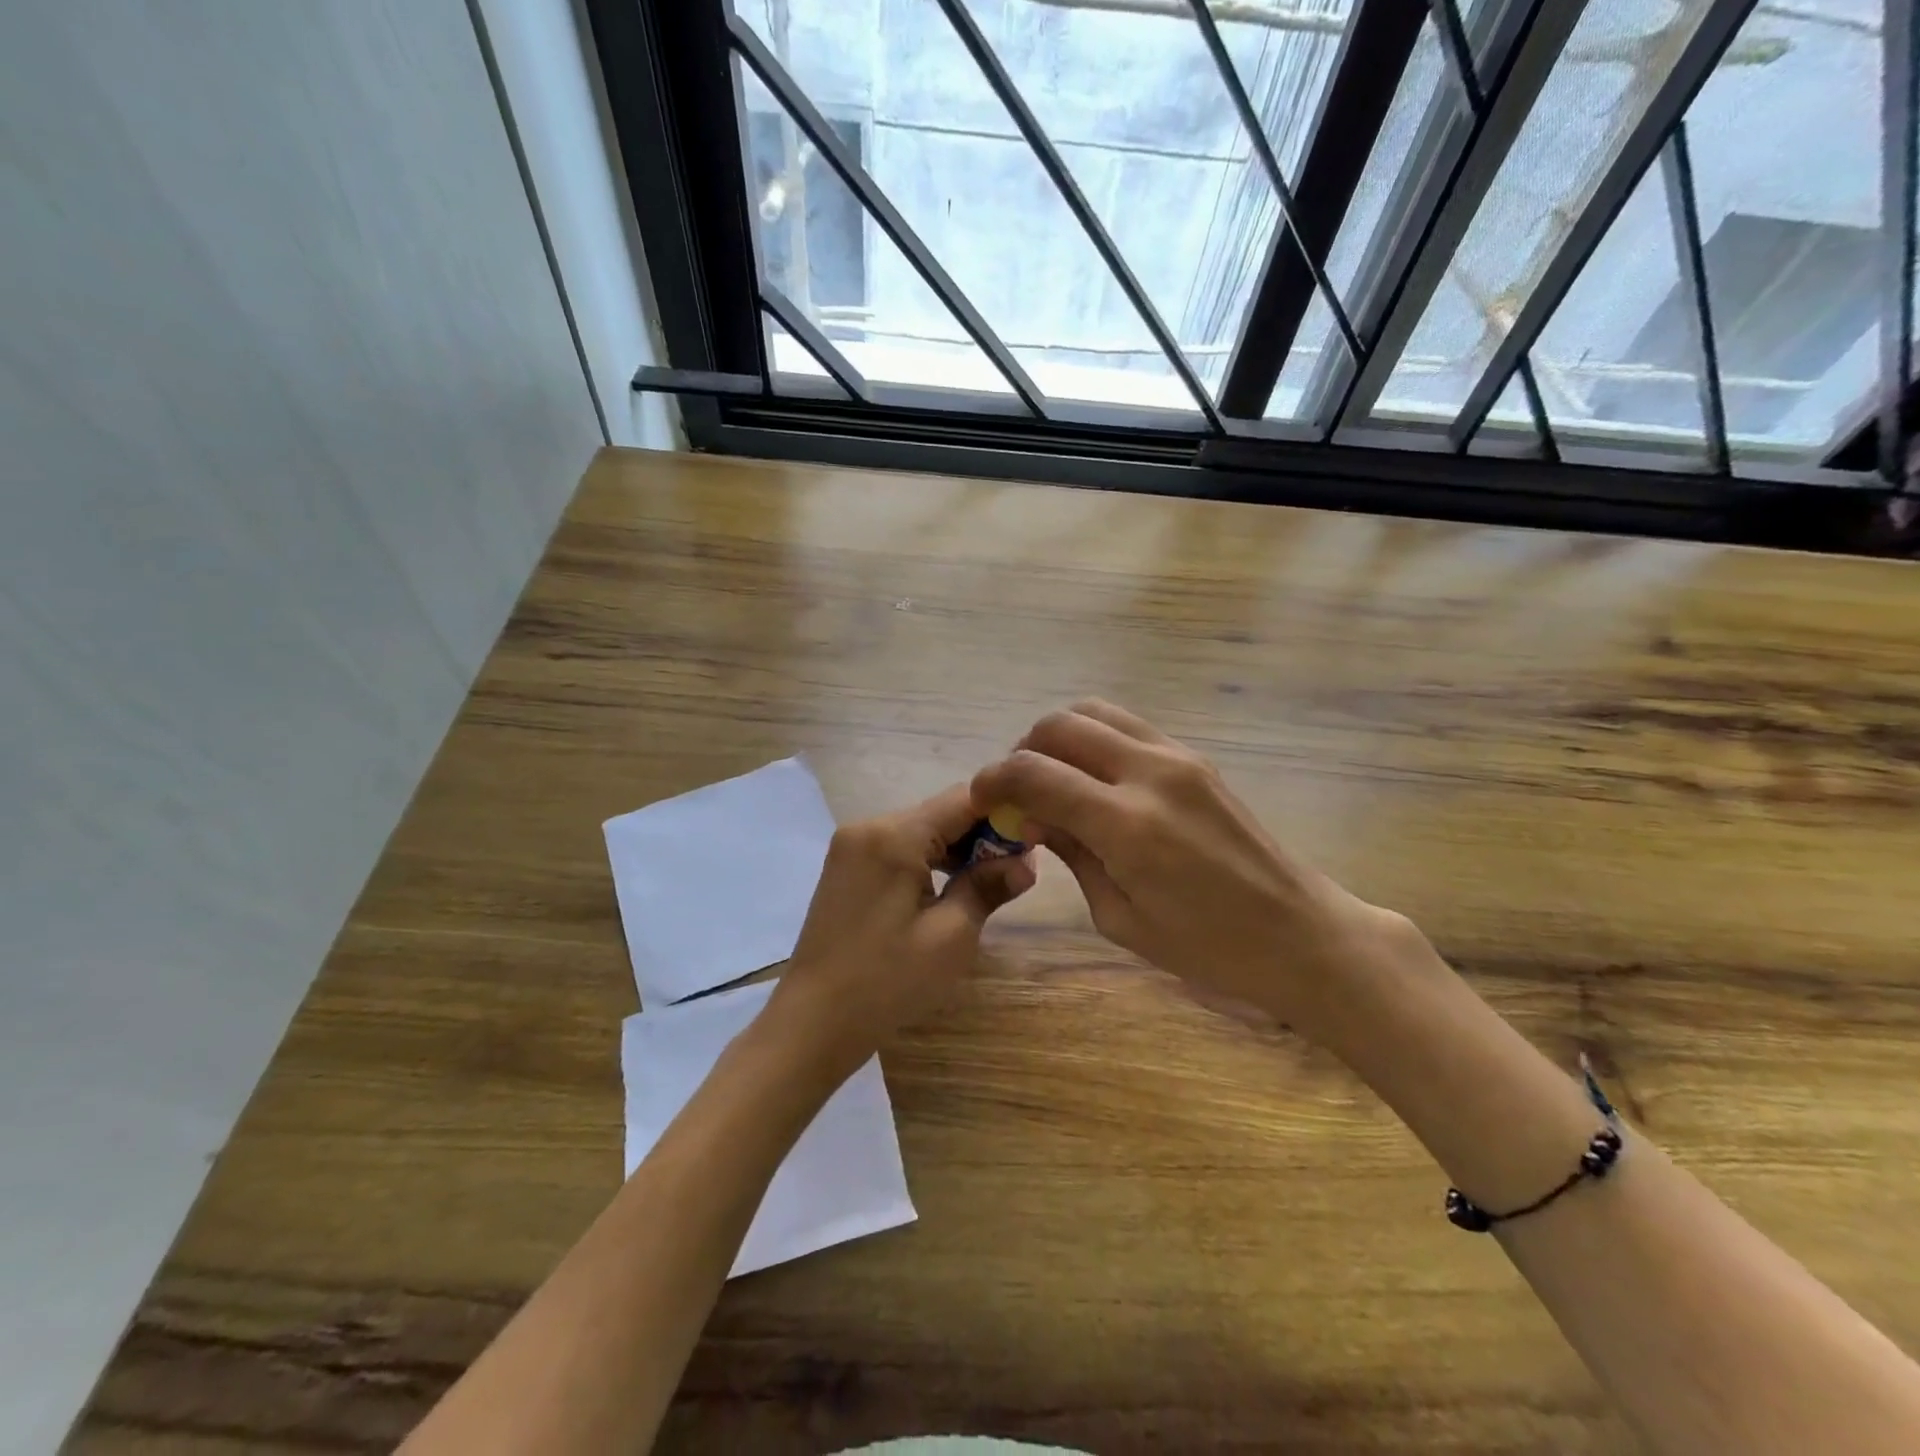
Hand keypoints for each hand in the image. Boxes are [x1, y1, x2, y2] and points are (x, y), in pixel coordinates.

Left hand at [763, 785, 1035, 1078]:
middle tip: (1016, 870)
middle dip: (981, 835)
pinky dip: (928, 861)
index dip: (1004, 813)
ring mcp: (851, 846)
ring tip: (987, 884)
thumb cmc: (887, 981)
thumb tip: (1026, 863)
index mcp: (893, 834)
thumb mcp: (951, 936)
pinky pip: (898, 849)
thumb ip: (988, 887)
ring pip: (920, 831)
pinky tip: (948, 890)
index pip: (963, 799)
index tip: (1035, 839)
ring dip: (956, 850)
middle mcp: (868, 826)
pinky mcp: (846, 867)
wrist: (813, 1022)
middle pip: (940, 812)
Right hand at [970, 700, 1398, 1042]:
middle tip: (1018, 792)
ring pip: (1094, 711)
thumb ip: (1071, 854)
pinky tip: (1095, 780)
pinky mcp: (1194, 756)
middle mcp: (1150, 772)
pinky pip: (1127, 725)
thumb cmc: (1206, 948)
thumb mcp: (1120, 916)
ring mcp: (1177, 756)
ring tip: (1054, 779)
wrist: (1299, 932)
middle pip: (1060, 724)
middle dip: (1023, 750)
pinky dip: (1095, 738)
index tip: (981, 799)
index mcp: (1126, 824)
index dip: (994, 780)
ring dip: (1059, 737)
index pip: (1034, 773)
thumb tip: (1031, 816)